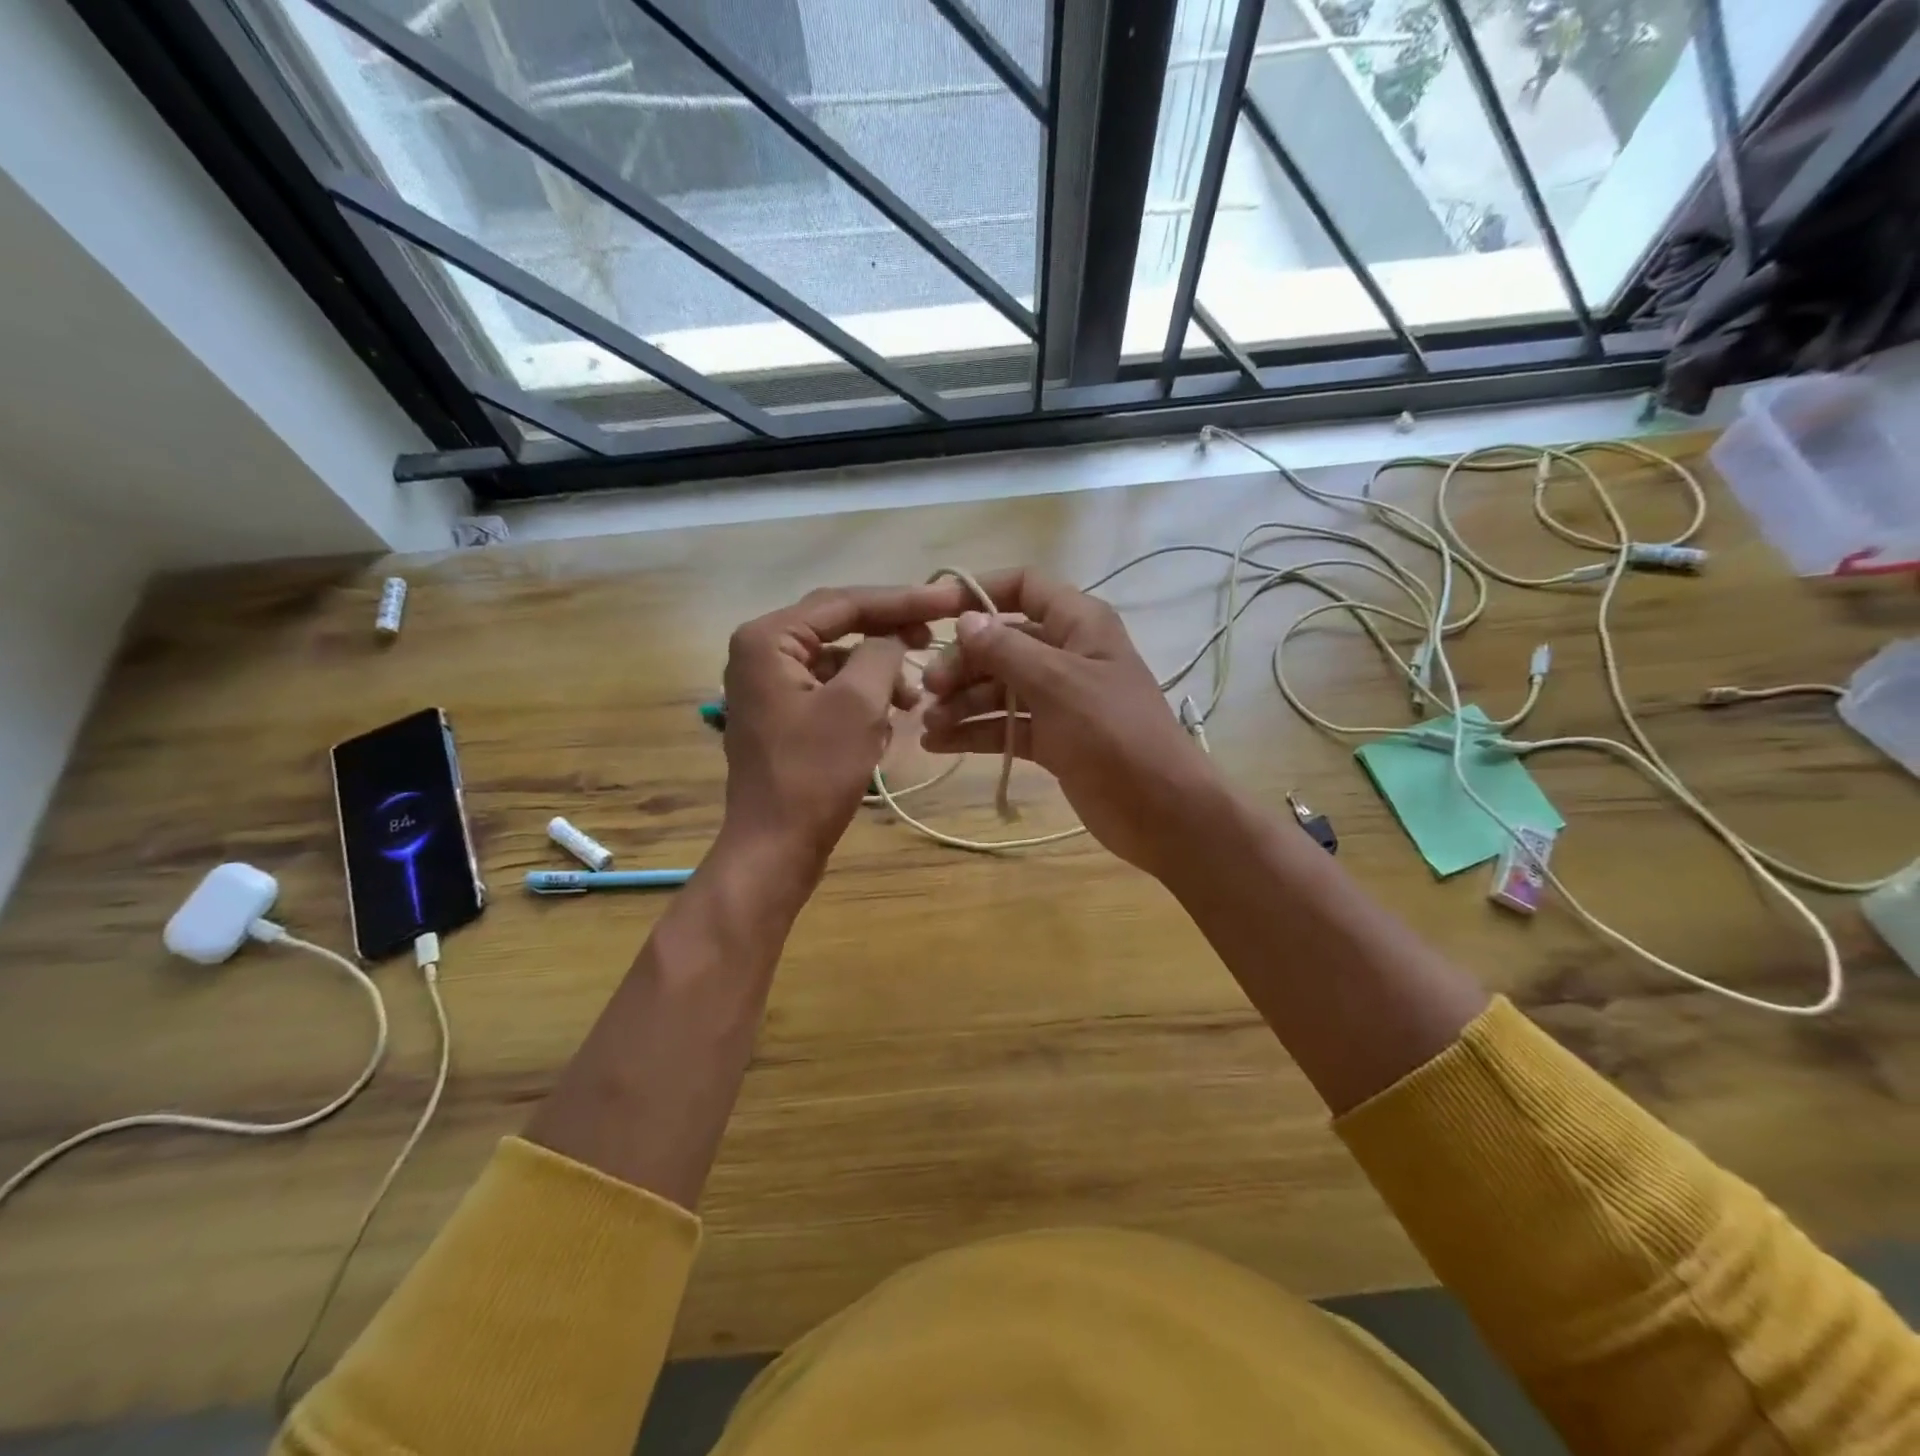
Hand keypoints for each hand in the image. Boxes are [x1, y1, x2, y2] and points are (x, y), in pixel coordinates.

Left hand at [719, 585, 951, 882]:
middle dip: (890, 633)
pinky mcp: (782, 714)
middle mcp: (761, 651)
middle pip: (839, 625)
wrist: (775, 846)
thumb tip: (894, 637)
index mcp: (768, 638)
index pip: (844, 602)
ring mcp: (769, 684)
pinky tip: (888, 721)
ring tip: (914, 698)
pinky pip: (830, 689)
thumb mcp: (859, 704)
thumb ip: (881, 653)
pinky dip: (863, 698)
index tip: (948, 600)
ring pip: (838, 660)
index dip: (902, 600)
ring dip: (879, 672)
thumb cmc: (814, 773)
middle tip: (936, 637)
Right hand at [918, 569, 1221, 875]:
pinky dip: (975, 732)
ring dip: (962, 702)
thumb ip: (1007, 650)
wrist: (1159, 809)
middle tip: (930, 691)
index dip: (981, 592)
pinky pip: (1006, 725)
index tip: (937, 614)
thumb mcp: (1059, 684)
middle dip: (964, 663)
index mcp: (1079, 624)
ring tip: (929, 725)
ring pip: (999, 688)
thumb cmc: (1113, 733)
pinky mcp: (1052, 738)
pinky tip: (939, 744)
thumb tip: (965, 621)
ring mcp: (1059, 699)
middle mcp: (1067, 654)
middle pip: (1002, 643)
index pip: (1025, 587)